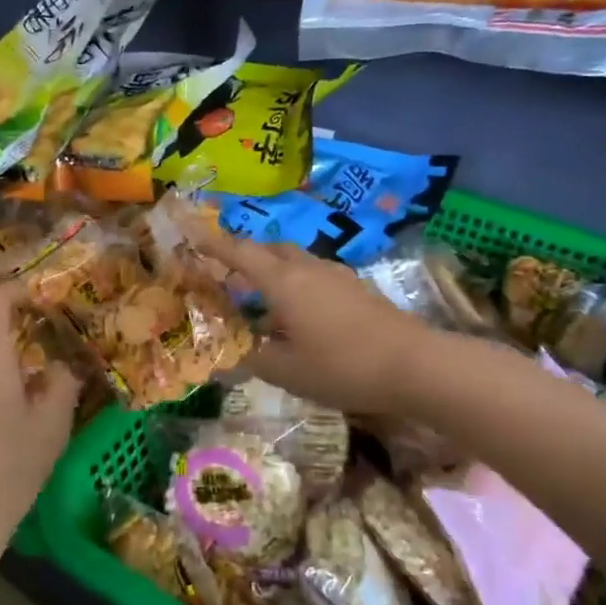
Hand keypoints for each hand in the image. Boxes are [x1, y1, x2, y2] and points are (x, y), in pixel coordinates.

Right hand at [192, 232, 435, 414]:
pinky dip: (295, 284)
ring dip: (272, 271)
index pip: (240, 253)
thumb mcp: (287, 371)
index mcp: (284, 282)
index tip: (190, 232)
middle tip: (225, 275)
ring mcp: (336, 275)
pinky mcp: (356, 287)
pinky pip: (314, 274)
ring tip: (259, 300)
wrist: (414, 364)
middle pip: (269, 249)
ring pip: (294, 260)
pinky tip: (298, 314)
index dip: (212, 243)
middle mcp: (308, 268)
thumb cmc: (342, 366)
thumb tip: (227, 354)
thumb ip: (252, 359)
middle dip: (244, 256)